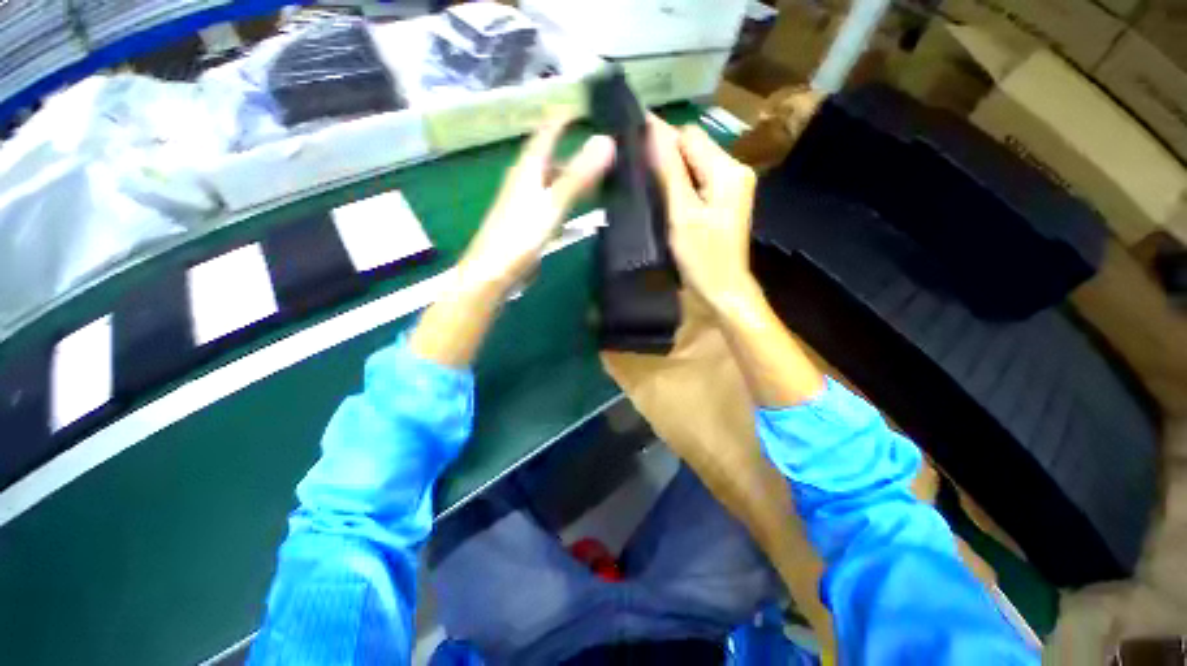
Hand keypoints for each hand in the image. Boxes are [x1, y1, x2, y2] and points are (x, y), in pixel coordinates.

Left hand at [458, 119, 615, 294]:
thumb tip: (607, 140)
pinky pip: (551, 199)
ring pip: (552, 179)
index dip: (564, 117)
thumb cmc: (520, 235)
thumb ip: (579, 175)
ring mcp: (525, 201)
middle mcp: (525, 178)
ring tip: (597, 173)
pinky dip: (567, 196)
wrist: (494, 272)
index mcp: (529, 167)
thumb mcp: (553, 203)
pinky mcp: (528, 221)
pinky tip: (578, 204)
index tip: (586, 106)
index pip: (547, 131)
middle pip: (551, 155)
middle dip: (573, 147)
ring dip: (572, 173)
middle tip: (602, 145)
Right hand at [646, 116, 759, 314]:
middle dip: (665, 154)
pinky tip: (663, 193)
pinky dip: (680, 182)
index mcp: (728, 170)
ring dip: (671, 168)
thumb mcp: (681, 214)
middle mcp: (735, 169)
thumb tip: (651, 128)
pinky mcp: (724, 199)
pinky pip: (698, 179)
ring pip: (694, 162)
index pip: (689, 136)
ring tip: (645, 180)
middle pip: (693, 147)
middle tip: (635, 168)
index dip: (660, 136)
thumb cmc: (701, 257)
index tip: (630, 139)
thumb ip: (669, 170)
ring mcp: (731, 185)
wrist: (721, 289)